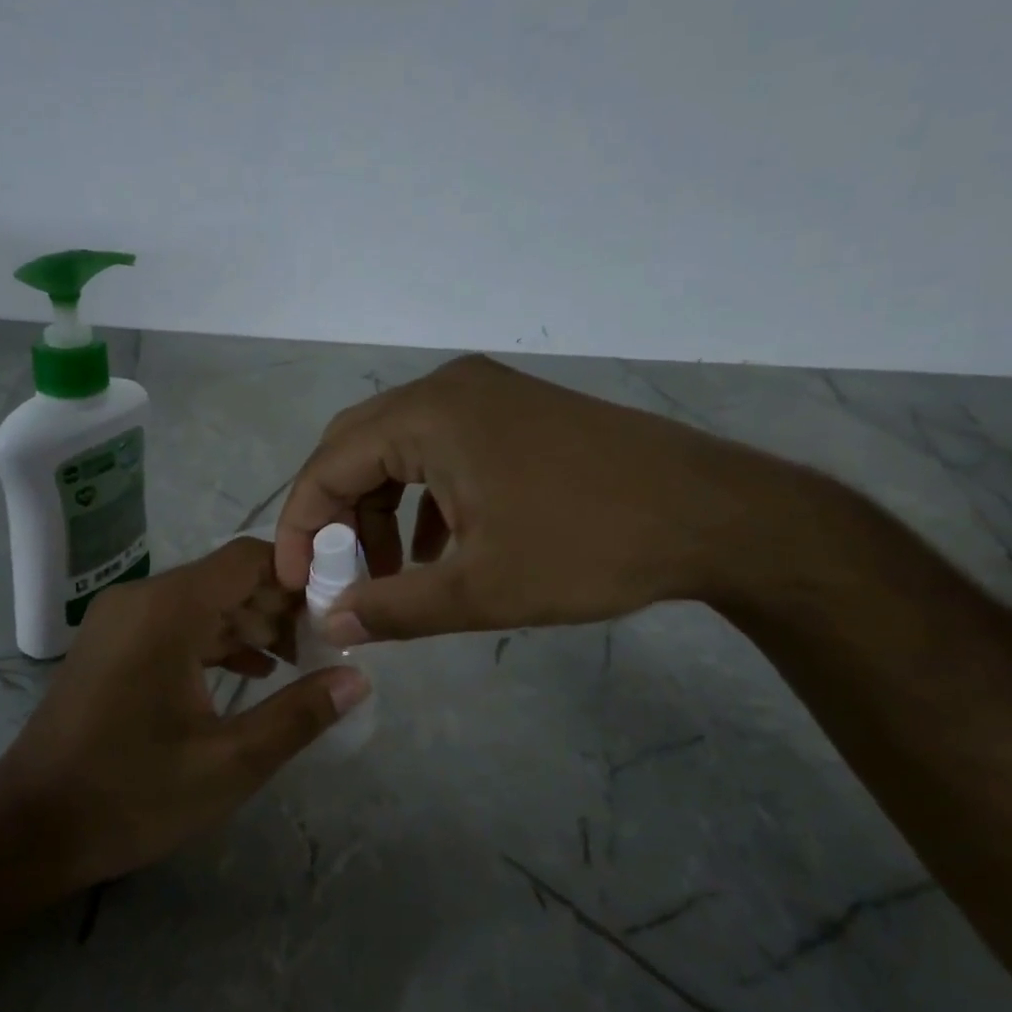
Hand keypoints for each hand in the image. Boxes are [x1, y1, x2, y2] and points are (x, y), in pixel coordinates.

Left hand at [0, 538, 370, 891]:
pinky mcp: (112, 642)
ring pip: (203, 602)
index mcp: (168, 609)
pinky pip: (176, 624)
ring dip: (251, 626)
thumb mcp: (229, 764)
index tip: (338, 610)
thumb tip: (359, 680)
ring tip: (300, 661)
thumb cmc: (131, 795)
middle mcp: (142, 598)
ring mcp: (121, 619)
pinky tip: (252, 673)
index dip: (298, 576)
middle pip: (227, 579)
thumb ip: (299, 715)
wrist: (29, 828)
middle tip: (327, 644)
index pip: (248, 558)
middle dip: (280, 607)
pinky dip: (216, 641)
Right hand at [274, 354, 792, 641]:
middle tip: (335, 575)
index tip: (295, 582)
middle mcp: (447, 389)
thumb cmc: (588, 546)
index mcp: (428, 415)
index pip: (328, 464)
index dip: (299, 526)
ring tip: (391, 574)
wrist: (717, 516)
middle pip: (357, 449)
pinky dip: (422, 499)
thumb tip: (331, 623)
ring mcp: (485, 395)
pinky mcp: (514, 413)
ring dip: (380, 511)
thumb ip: (393, 608)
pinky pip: (440, 451)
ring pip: (399, 451)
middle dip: (336, 517)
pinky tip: (438, 551)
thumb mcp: (480, 590)